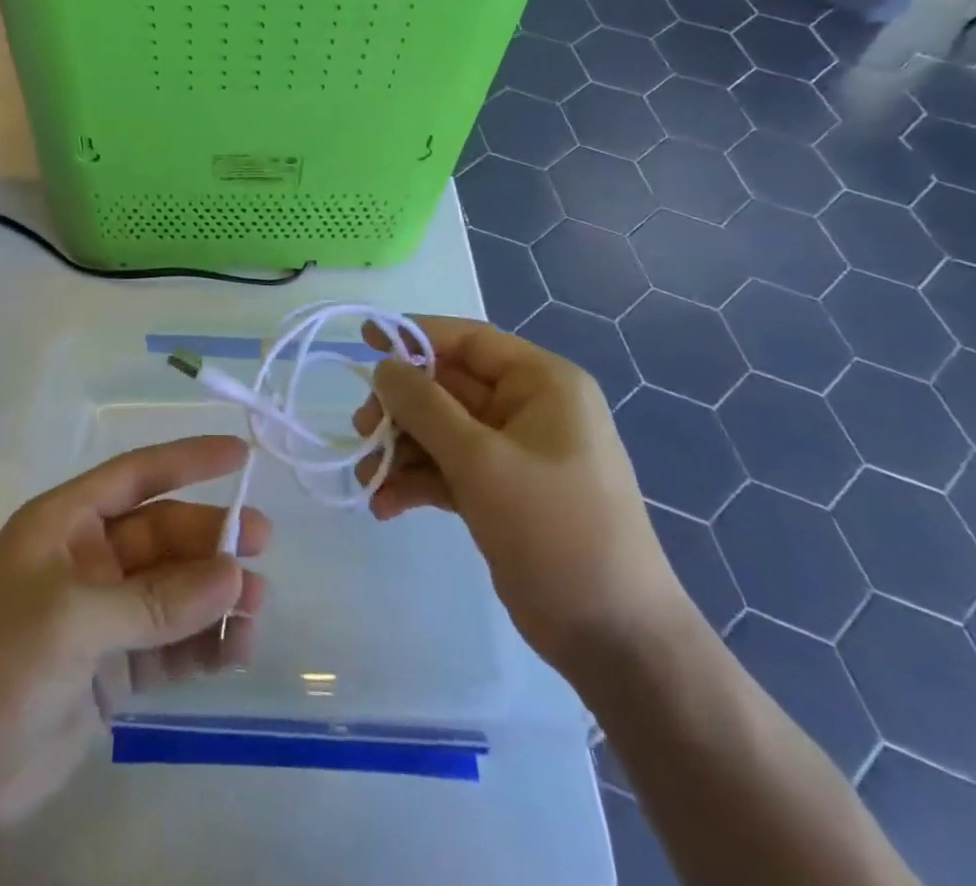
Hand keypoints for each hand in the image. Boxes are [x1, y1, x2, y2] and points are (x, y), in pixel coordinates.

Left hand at [0, 438, 268, 883]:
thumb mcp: (72, 621)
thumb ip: (155, 601)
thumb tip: (234, 577)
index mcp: (65, 524)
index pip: (135, 476)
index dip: (187, 460)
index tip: (240, 454)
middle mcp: (87, 560)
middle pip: (163, 536)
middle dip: (211, 541)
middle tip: (262, 550)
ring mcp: (102, 617)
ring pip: (173, 592)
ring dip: (214, 597)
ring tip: (255, 611)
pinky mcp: (113, 671)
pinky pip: (170, 645)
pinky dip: (203, 645)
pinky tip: (234, 651)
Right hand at [354, 315, 684, 673]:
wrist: (615, 640)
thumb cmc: (555, 529)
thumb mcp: (482, 461)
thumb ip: (425, 407)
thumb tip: (384, 366)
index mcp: (542, 383)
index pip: (468, 341)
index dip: (414, 335)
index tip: (364, 340)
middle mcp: (528, 409)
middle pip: (446, 387)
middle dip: (400, 409)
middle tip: (361, 431)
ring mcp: (513, 453)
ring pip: (440, 430)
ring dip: (400, 450)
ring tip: (367, 479)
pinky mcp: (500, 493)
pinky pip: (447, 469)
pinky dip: (416, 481)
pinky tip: (386, 506)